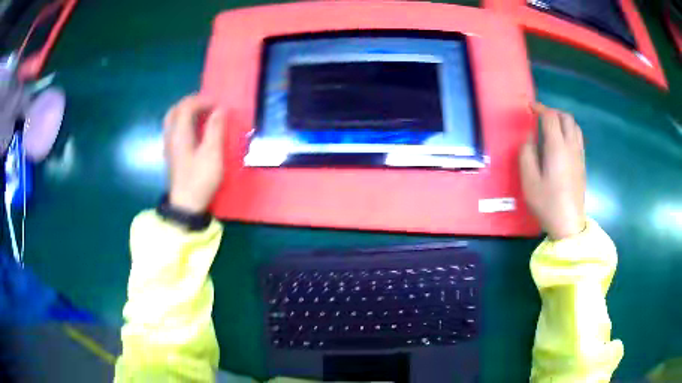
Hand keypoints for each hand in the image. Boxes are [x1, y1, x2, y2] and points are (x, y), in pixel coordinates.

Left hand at [163, 94, 225, 213]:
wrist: (186, 205)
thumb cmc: (200, 179)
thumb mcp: (212, 154)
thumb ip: (215, 129)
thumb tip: (221, 109)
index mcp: (179, 134)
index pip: (186, 107)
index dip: (202, 100)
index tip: (218, 104)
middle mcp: (171, 136)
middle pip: (175, 110)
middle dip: (191, 103)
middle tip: (207, 104)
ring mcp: (169, 146)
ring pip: (173, 119)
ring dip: (186, 112)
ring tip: (202, 114)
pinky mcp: (171, 154)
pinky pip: (174, 129)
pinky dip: (184, 122)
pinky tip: (194, 129)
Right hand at [520, 103, 586, 239]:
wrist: (569, 224)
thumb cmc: (547, 203)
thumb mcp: (529, 181)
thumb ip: (526, 154)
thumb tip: (529, 137)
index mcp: (557, 147)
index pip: (550, 117)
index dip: (540, 108)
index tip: (530, 108)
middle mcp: (571, 146)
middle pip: (566, 117)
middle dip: (553, 112)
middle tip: (541, 117)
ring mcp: (579, 155)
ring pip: (575, 126)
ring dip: (563, 120)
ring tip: (551, 127)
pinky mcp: (582, 163)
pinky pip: (578, 137)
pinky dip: (569, 131)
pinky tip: (561, 142)